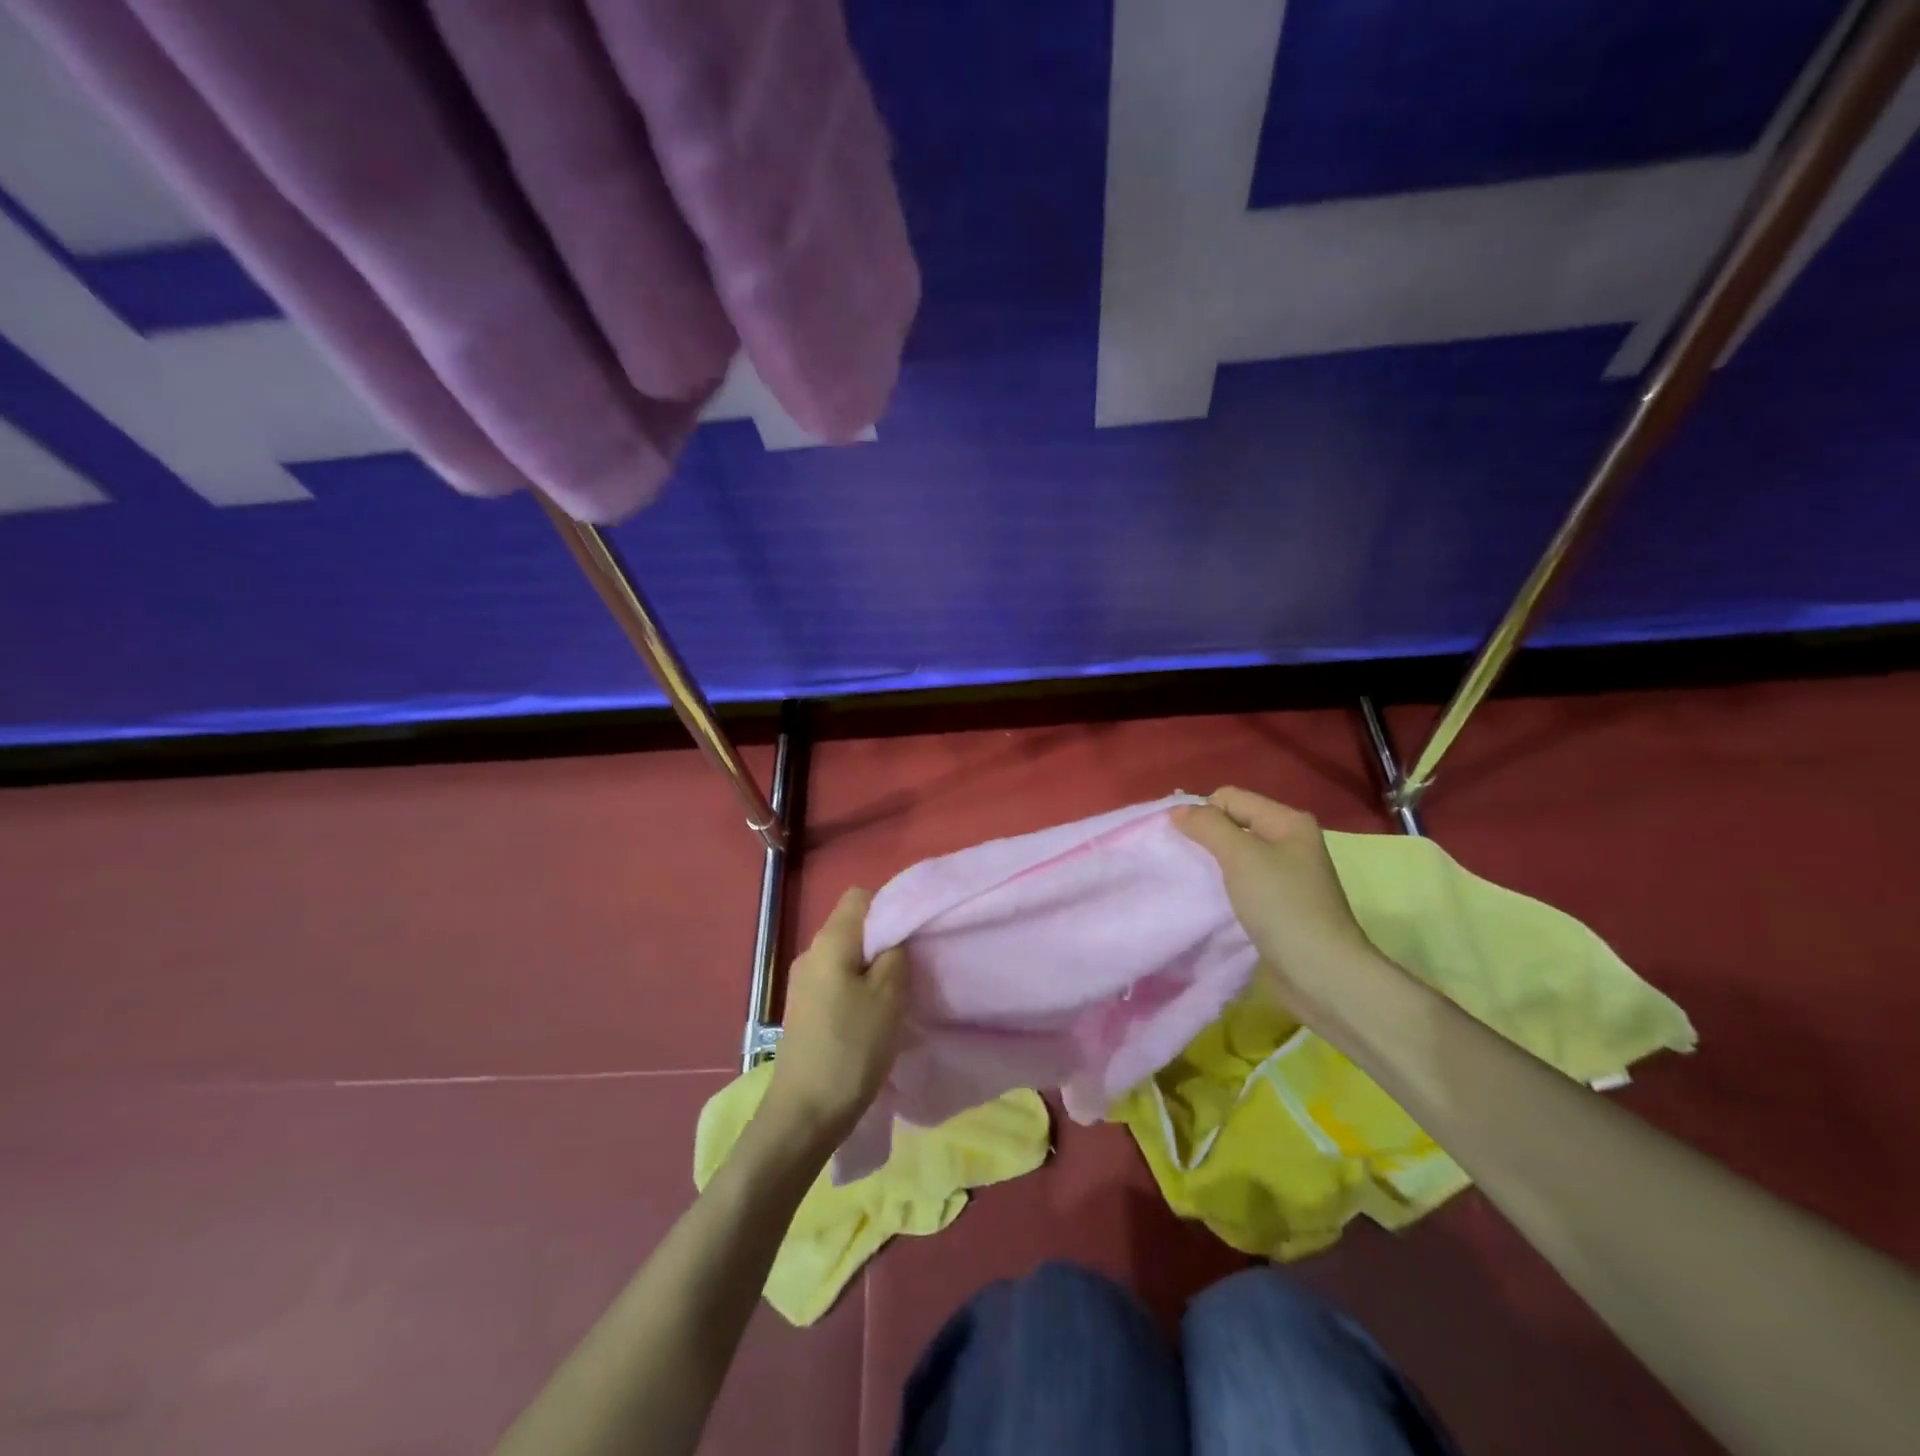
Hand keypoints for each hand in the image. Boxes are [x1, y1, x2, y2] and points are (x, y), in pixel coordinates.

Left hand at [763, 887, 906, 1142]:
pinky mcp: (804, 1010)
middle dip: (884, 941)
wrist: (804, 1114)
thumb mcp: (888, 996)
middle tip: (912, 968)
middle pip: (853, 927)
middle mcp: (811, 953)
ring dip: (873, 969)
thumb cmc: (851, 1048)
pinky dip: (859, 990)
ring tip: (897, 996)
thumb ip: (895, 954)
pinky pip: (837, 982)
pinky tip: (874, 1018)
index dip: (890, 907)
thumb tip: (893, 938)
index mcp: (829, 941)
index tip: (912, 936)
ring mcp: (803, 983)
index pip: (861, 897)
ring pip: (847, 958)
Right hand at [1175, 787, 1380, 1021]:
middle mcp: (1289, 842)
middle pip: (1232, 823)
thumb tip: (1178, 810)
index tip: (1183, 842)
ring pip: (1234, 854)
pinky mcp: (1278, 904)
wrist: (1321, 974)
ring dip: (1212, 864)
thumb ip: (1208, 826)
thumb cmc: (1282, 907)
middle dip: (1204, 837)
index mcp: (1287, 821)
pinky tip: (1211, 900)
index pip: (1229, 797)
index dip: (1203, 813)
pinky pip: (1241, 881)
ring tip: (1193, 880)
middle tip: (1184, 861)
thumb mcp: (1241, 857)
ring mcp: (1285, 875)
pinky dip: (1223, 886)